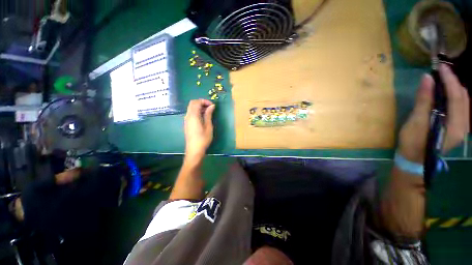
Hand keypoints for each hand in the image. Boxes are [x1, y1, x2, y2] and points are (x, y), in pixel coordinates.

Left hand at [184, 99, 215, 161]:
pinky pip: (191, 113)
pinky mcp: (187, 123)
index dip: (204, 101)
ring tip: (208, 112)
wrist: (194, 150)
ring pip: (191, 108)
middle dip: (201, 103)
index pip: (196, 102)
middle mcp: (188, 116)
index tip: (212, 105)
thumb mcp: (208, 126)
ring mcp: (186, 120)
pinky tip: (203, 117)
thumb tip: (212, 106)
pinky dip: (197, 111)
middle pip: (192, 103)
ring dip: (199, 107)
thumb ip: (209, 114)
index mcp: (193, 116)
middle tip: (210, 107)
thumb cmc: (203, 139)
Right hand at [398, 64, 469, 162]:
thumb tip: (427, 78)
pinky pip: (461, 107)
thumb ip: (424, 101)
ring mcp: (463, 127)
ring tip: (442, 80)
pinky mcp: (458, 127)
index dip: (450, 79)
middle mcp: (464, 126)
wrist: (415, 159)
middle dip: (453, 81)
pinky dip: (454, 96)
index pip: (456, 97)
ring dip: (454, 88)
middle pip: (463, 97)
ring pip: (464, 101)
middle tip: (440, 71)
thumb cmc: (413, 142)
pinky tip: (445, 93)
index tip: (440, 67)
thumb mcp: (416, 122)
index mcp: (455, 126)